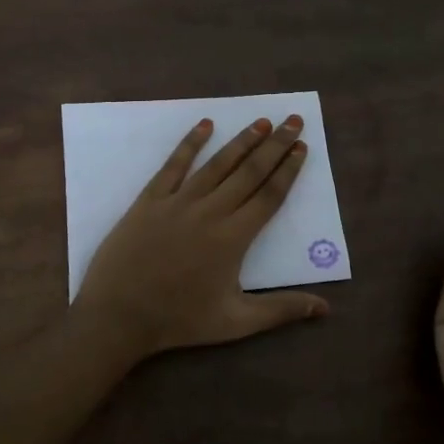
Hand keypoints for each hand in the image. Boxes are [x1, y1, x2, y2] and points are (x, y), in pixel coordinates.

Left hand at [73, 115, 329, 363]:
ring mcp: (178, 202)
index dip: (288, 170)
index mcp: (234, 238)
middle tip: (293, 121)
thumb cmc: (179, 320)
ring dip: (242, 140)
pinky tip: (205, 125)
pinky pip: (174, 165)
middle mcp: (211, 211)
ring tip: (262, 122)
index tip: (302, 148)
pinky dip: (190, 143)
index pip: (269, 196)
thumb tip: (325, 309)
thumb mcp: (236, 322)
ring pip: (217, 164)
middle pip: (249, 172)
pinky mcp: (150, 199)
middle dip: (275, 145)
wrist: (118, 314)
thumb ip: (281, 310)